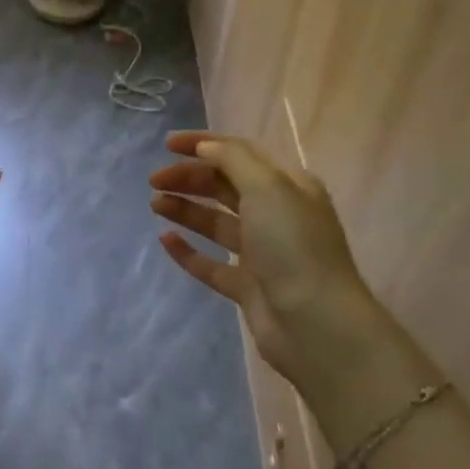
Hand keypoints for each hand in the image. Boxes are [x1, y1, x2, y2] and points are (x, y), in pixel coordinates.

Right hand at [149, 131, 402, 409]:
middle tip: (154, 180)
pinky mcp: (247, 286)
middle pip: (225, 187)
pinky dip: (188, 250)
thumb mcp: (267, 188)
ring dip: (186, 209)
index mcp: (288, 186)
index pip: (241, 154)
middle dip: (190, 178)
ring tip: (155, 204)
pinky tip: (165, 240)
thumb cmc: (293, 246)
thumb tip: (205, 147)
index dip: (204, 144)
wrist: (315, 324)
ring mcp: (261, 253)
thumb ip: (232, 160)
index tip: (167, 144)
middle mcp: (276, 215)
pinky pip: (211, 263)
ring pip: (216, 223)